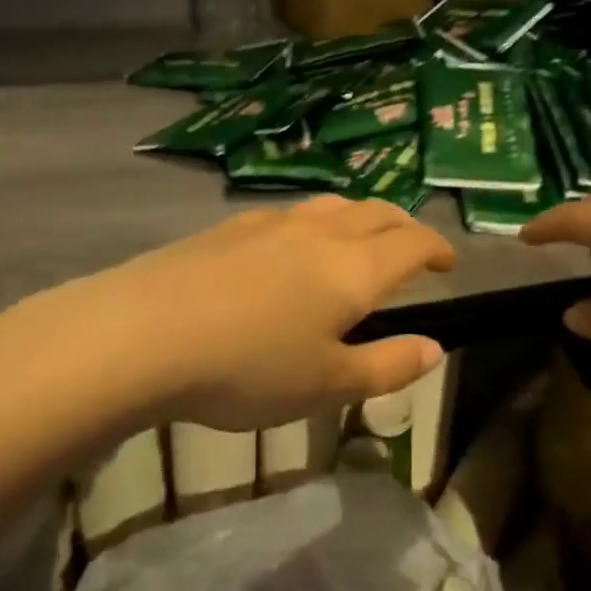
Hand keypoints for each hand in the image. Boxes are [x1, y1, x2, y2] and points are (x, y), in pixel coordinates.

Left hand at [61, 196, 456, 430]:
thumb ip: (387, 366)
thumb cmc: (248, 367)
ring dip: (358, 218)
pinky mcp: (227, 227)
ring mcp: (269, 223)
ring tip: (356, 241)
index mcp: (354, 268)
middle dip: (403, 226)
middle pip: (376, 212)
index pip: (411, 242)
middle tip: (411, 248)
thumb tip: (435, 348)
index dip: (437, 248)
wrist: (142, 334)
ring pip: (331, 205)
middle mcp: (319, 233)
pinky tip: (289, 248)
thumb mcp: (327, 384)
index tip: (448, 263)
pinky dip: (312, 224)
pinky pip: (287, 214)